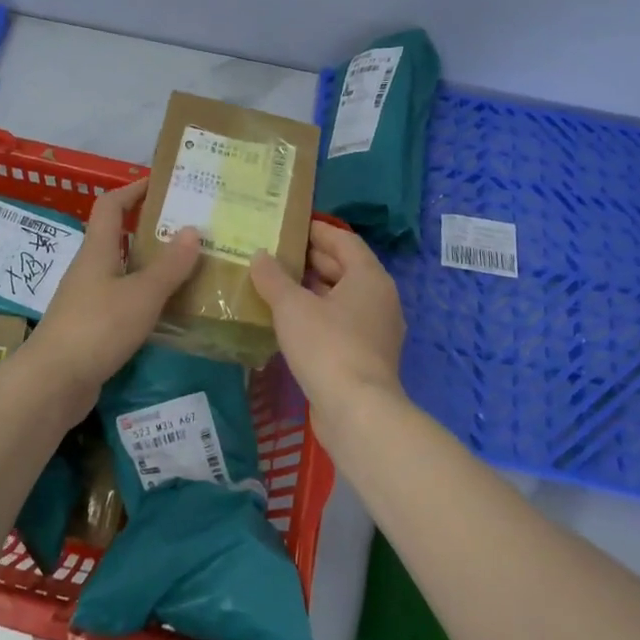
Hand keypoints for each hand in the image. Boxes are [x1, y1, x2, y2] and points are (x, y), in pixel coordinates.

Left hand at [22, 177, 200, 406]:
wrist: (52, 383)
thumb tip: (193, 229)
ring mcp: (88, 299)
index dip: (133, 189)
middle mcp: (91, 268)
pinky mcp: (92, 328)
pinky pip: (123, 301)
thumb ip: (169, 265)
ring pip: (124, 271)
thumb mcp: (141, 294)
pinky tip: (170, 310)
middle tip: (190, 228)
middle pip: (119, 237)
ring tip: (189, 267)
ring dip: (151, 266)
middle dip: (151, 229)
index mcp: (98, 250)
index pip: (111, 205)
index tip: (162, 184)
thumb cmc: (97, 327)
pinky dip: (145, 298)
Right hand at [251, 222, 405, 410]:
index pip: (343, 240)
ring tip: (276, 284)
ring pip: (342, 298)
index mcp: (369, 277)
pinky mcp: (367, 357)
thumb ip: (273, 277)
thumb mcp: (292, 306)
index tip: (289, 226)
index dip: (317, 231)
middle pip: (345, 267)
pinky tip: (289, 320)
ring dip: (312, 289)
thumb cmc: (327, 345)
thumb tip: (260, 255)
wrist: (357, 413)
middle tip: (276, 253)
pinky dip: (318, 314)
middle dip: (311, 259)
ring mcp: (376, 330)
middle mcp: (379, 298)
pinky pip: (341, 323)